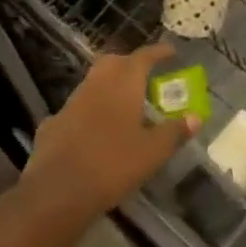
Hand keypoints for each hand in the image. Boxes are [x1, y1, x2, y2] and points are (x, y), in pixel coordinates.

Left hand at [23, 44, 194, 221]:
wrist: (56, 194)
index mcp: (123, 84)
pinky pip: (74, 111)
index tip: (171, 52)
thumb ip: (174, 132)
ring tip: (122, 105)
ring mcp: (70, 105)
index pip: (143, 56)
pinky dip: (86, 114)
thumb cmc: (113, 165)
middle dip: (129, 64)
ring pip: (91, 84)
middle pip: (113, 62)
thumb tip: (195, 117)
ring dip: (107, 87)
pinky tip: (91, 132)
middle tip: (144, 75)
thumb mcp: (153, 152)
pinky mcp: (51, 127)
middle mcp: (95, 86)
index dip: (158, 52)